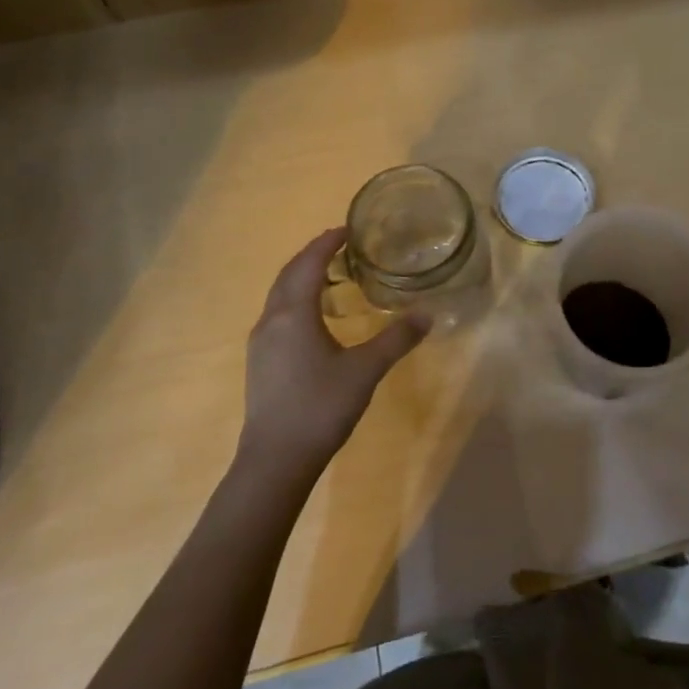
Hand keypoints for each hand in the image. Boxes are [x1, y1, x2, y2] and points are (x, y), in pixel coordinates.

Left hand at [238, 229, 428, 477]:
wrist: (276, 459)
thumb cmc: (321, 406)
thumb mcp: (366, 370)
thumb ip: (397, 339)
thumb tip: (427, 315)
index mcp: (294, 313)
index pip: (309, 264)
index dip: (327, 243)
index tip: (348, 229)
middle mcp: (271, 320)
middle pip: (289, 274)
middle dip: (313, 255)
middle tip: (342, 245)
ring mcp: (261, 342)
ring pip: (280, 295)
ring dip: (303, 277)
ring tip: (333, 276)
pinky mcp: (261, 361)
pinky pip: (278, 314)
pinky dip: (297, 299)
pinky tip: (316, 317)